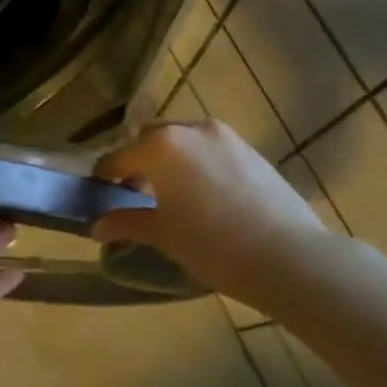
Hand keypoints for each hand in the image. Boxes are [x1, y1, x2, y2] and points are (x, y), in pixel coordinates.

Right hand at [90, 120, 324, 304]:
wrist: (288, 257)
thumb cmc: (212, 244)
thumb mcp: (162, 234)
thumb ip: (126, 222)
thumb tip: (98, 225)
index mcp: (161, 145)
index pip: (119, 156)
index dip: (105, 175)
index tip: (100, 192)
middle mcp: (190, 129)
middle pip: (151, 137)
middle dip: (138, 159)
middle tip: (135, 191)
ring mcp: (225, 137)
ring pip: (184, 140)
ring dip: (170, 159)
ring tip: (171, 193)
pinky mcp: (251, 150)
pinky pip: (211, 149)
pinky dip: (197, 164)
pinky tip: (204, 195)